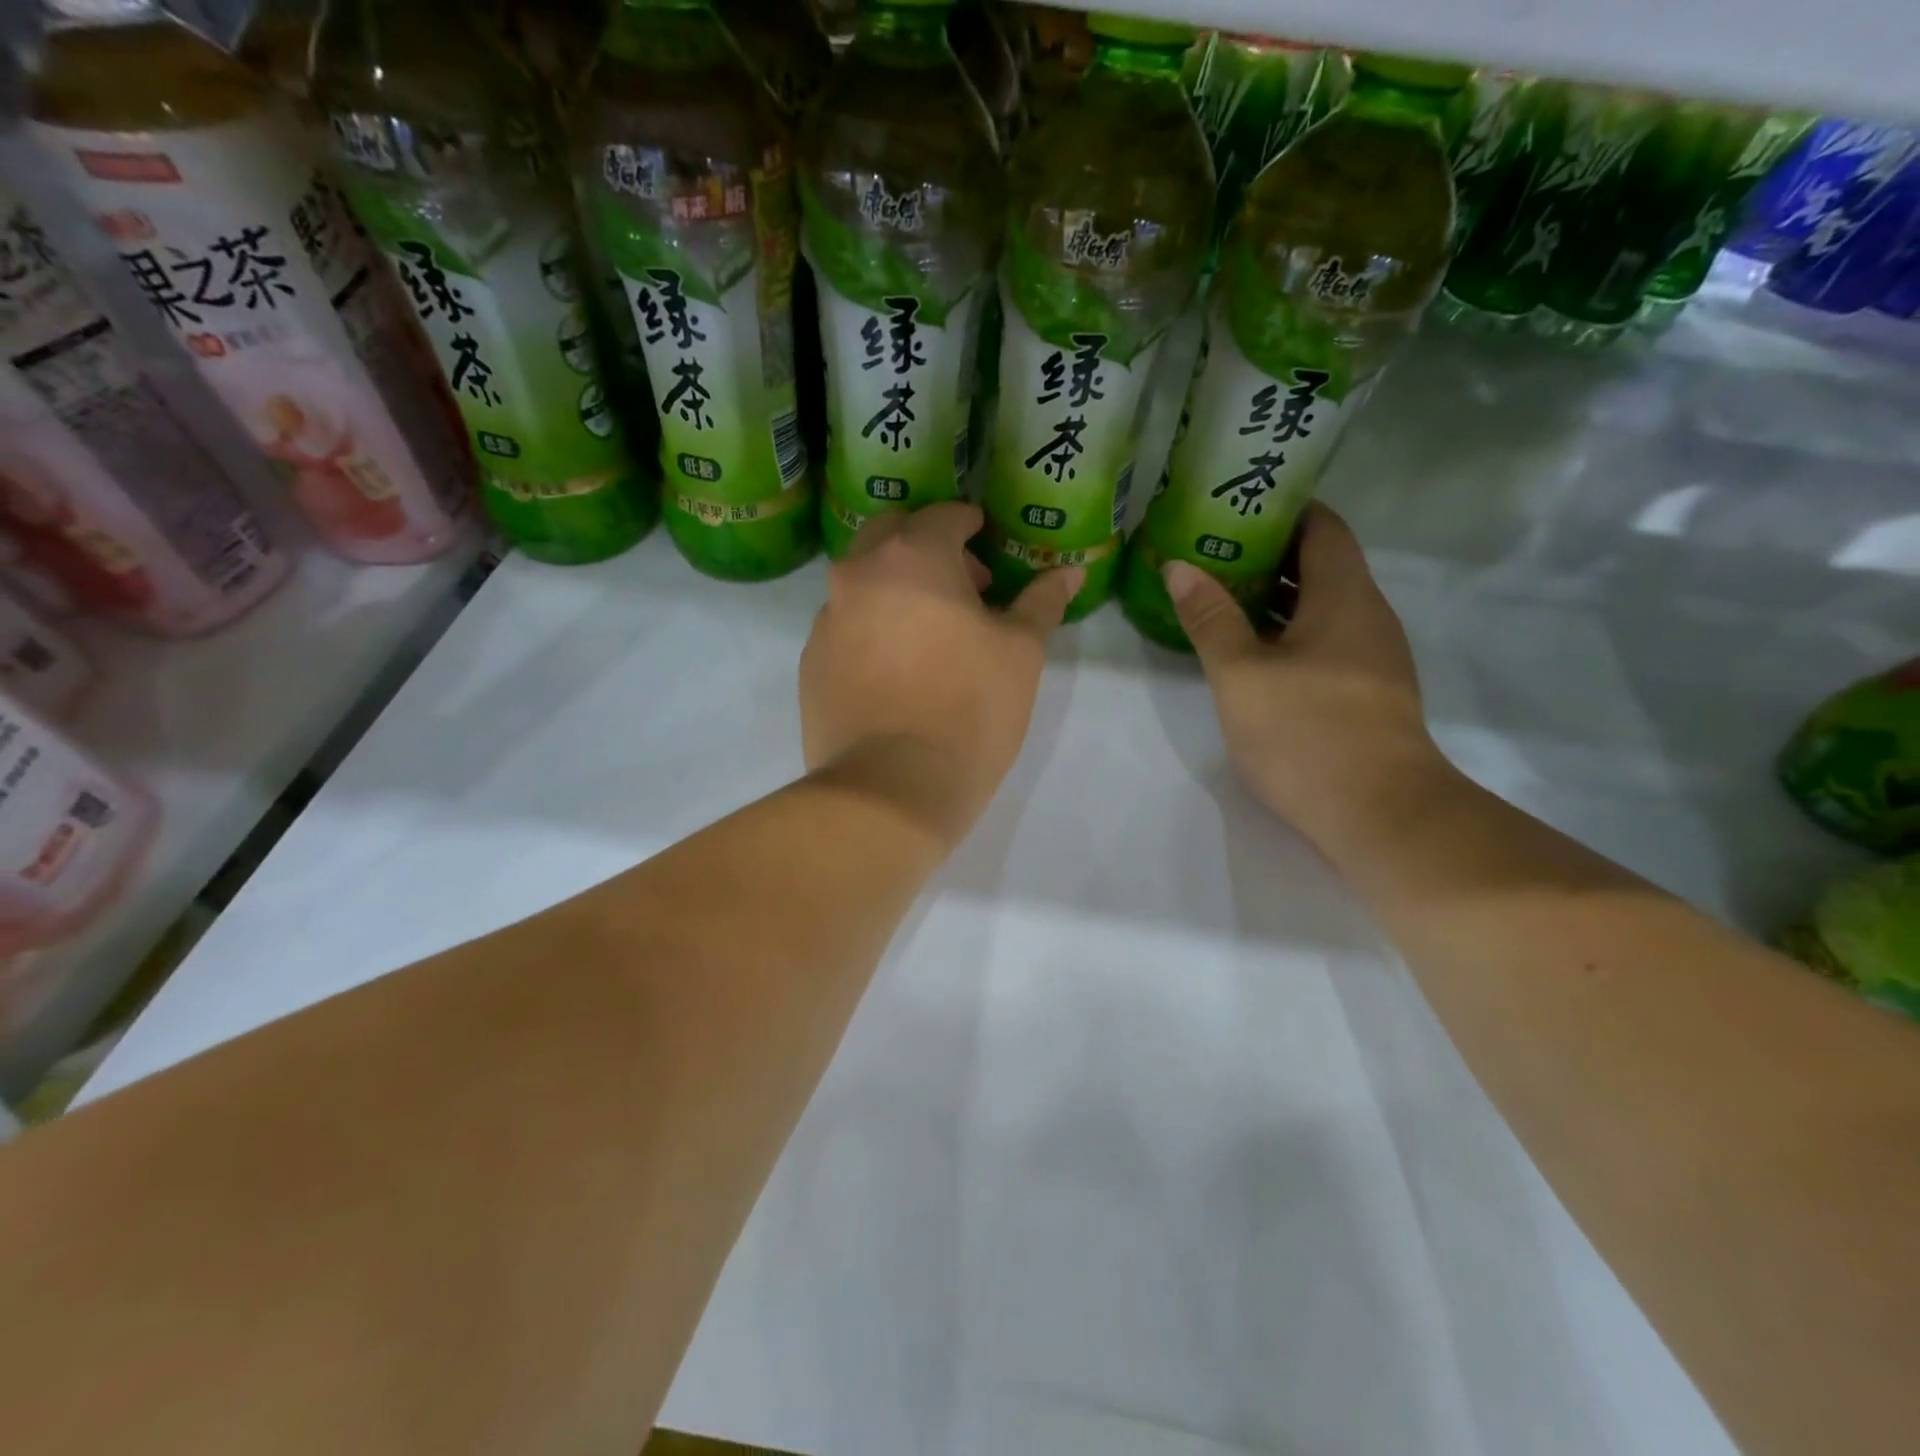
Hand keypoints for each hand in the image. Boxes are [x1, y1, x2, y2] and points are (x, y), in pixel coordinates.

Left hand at [799, 503, 1081, 849]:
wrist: (890, 789)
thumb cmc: (969, 709)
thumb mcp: (1021, 654)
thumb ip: (1042, 602)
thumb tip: (1070, 572)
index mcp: (912, 557)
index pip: (943, 516)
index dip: (970, 523)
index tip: (985, 538)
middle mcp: (858, 574)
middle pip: (891, 535)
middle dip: (927, 545)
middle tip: (962, 584)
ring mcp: (826, 619)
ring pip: (862, 581)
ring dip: (895, 586)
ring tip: (930, 630)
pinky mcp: (810, 663)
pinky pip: (845, 625)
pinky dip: (871, 627)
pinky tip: (897, 668)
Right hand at [1163, 504, 1448, 850]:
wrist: (1378, 813)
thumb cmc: (1306, 731)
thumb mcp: (1240, 673)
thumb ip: (1210, 617)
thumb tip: (1179, 566)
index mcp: (1344, 596)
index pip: (1323, 526)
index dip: (1284, 510)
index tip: (1236, 509)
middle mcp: (1367, 615)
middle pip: (1322, 564)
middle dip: (1268, 553)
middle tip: (1210, 552)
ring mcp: (1372, 657)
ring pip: (1322, 607)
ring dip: (1275, 597)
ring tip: (1220, 596)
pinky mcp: (1366, 692)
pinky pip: (1326, 641)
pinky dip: (1288, 632)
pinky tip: (1250, 651)